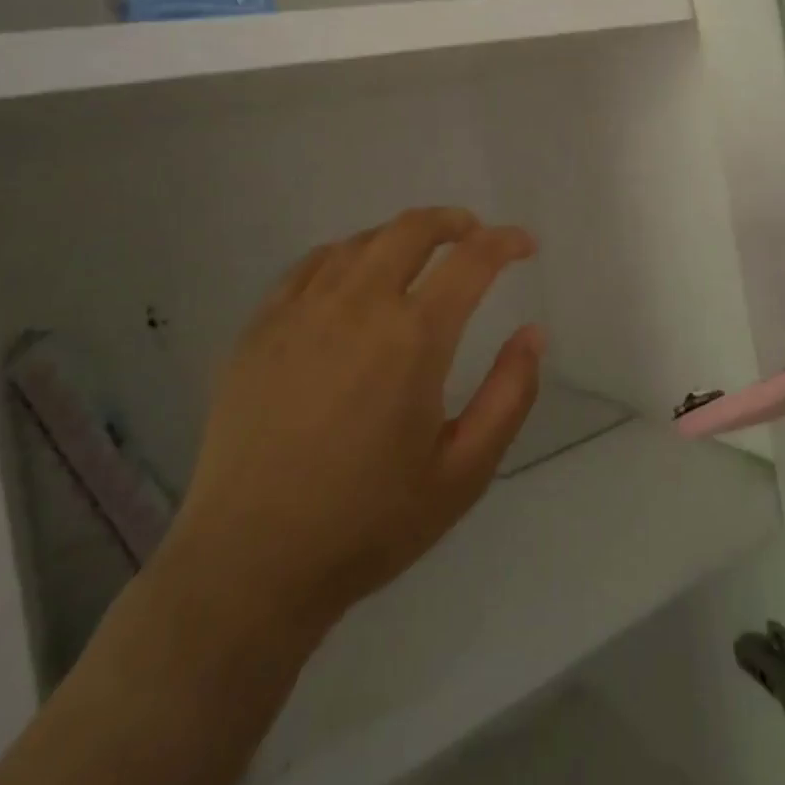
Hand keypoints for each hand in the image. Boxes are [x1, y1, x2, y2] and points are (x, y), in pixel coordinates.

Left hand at [160, 208, 543, 649]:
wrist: (250, 563)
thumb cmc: (369, 523)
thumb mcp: (463, 472)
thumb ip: (509, 395)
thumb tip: (533, 333)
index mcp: (414, 338)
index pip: (472, 260)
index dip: (505, 241)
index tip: (524, 244)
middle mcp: (359, 306)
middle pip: (412, 229)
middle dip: (453, 221)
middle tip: (473, 234)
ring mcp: (303, 311)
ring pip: (361, 241)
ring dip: (401, 236)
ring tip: (419, 255)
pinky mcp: (261, 327)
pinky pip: (311, 265)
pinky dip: (347, 255)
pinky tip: (352, 276)